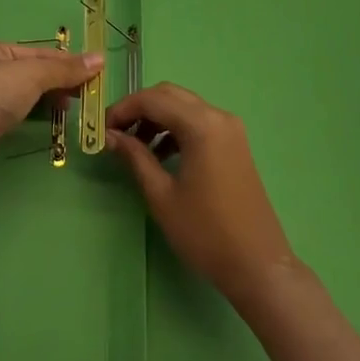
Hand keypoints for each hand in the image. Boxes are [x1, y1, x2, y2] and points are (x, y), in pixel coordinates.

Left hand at [0, 39, 102, 185]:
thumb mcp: (33, 74)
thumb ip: (65, 69)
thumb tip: (100, 60)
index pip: (37, 52)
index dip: (66, 62)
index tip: (94, 73)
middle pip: (29, 74)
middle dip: (57, 82)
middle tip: (85, 94)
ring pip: (22, 96)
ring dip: (47, 101)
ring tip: (71, 109)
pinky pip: (14, 116)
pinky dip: (33, 117)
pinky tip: (49, 122)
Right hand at [108, 83, 298, 309]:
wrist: (258, 265)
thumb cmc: (205, 232)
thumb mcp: (162, 195)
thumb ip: (135, 157)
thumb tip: (109, 135)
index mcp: (201, 125)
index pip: (153, 99)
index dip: (123, 109)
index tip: (101, 127)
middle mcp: (218, 116)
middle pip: (170, 95)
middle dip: (139, 108)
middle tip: (115, 132)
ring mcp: (230, 128)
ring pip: (184, 107)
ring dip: (157, 118)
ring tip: (134, 147)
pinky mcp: (235, 143)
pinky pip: (199, 122)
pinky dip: (176, 129)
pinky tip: (160, 154)